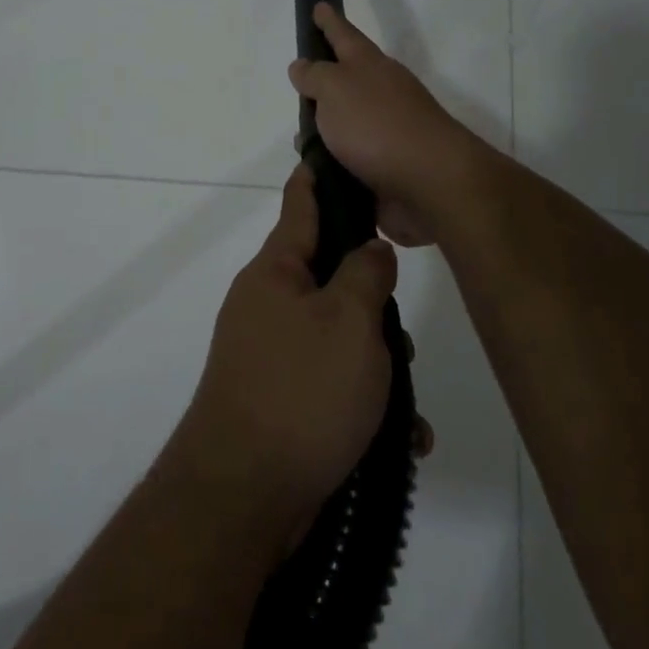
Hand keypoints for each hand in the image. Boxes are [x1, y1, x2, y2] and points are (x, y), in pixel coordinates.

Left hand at [174, 164, 408, 549]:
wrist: (243, 496)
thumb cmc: (302, 392)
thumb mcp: (349, 321)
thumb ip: (365, 274)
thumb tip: (369, 248)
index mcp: (275, 271)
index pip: (301, 203)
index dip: (323, 176)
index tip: (342, 152)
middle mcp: (267, 303)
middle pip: (329, 276)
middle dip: (373, 301)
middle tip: (400, 333)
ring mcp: (269, 353)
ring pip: (338, 336)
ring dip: (377, 363)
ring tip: (405, 403)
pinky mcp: (279, 399)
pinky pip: (331, 384)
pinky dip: (364, 404)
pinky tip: (400, 438)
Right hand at [288, 3, 489, 246]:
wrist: (430, 183)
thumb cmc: (378, 125)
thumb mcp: (336, 89)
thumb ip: (315, 76)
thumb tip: (302, 66)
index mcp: (370, 67)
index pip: (344, 35)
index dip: (329, 22)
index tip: (319, 6)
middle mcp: (381, 94)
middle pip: (347, 81)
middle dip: (323, 83)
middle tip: (299, 83)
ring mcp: (386, 133)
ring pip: (345, 125)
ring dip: (323, 131)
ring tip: (299, 140)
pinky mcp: (385, 169)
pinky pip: (349, 160)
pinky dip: (332, 164)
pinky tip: (315, 172)